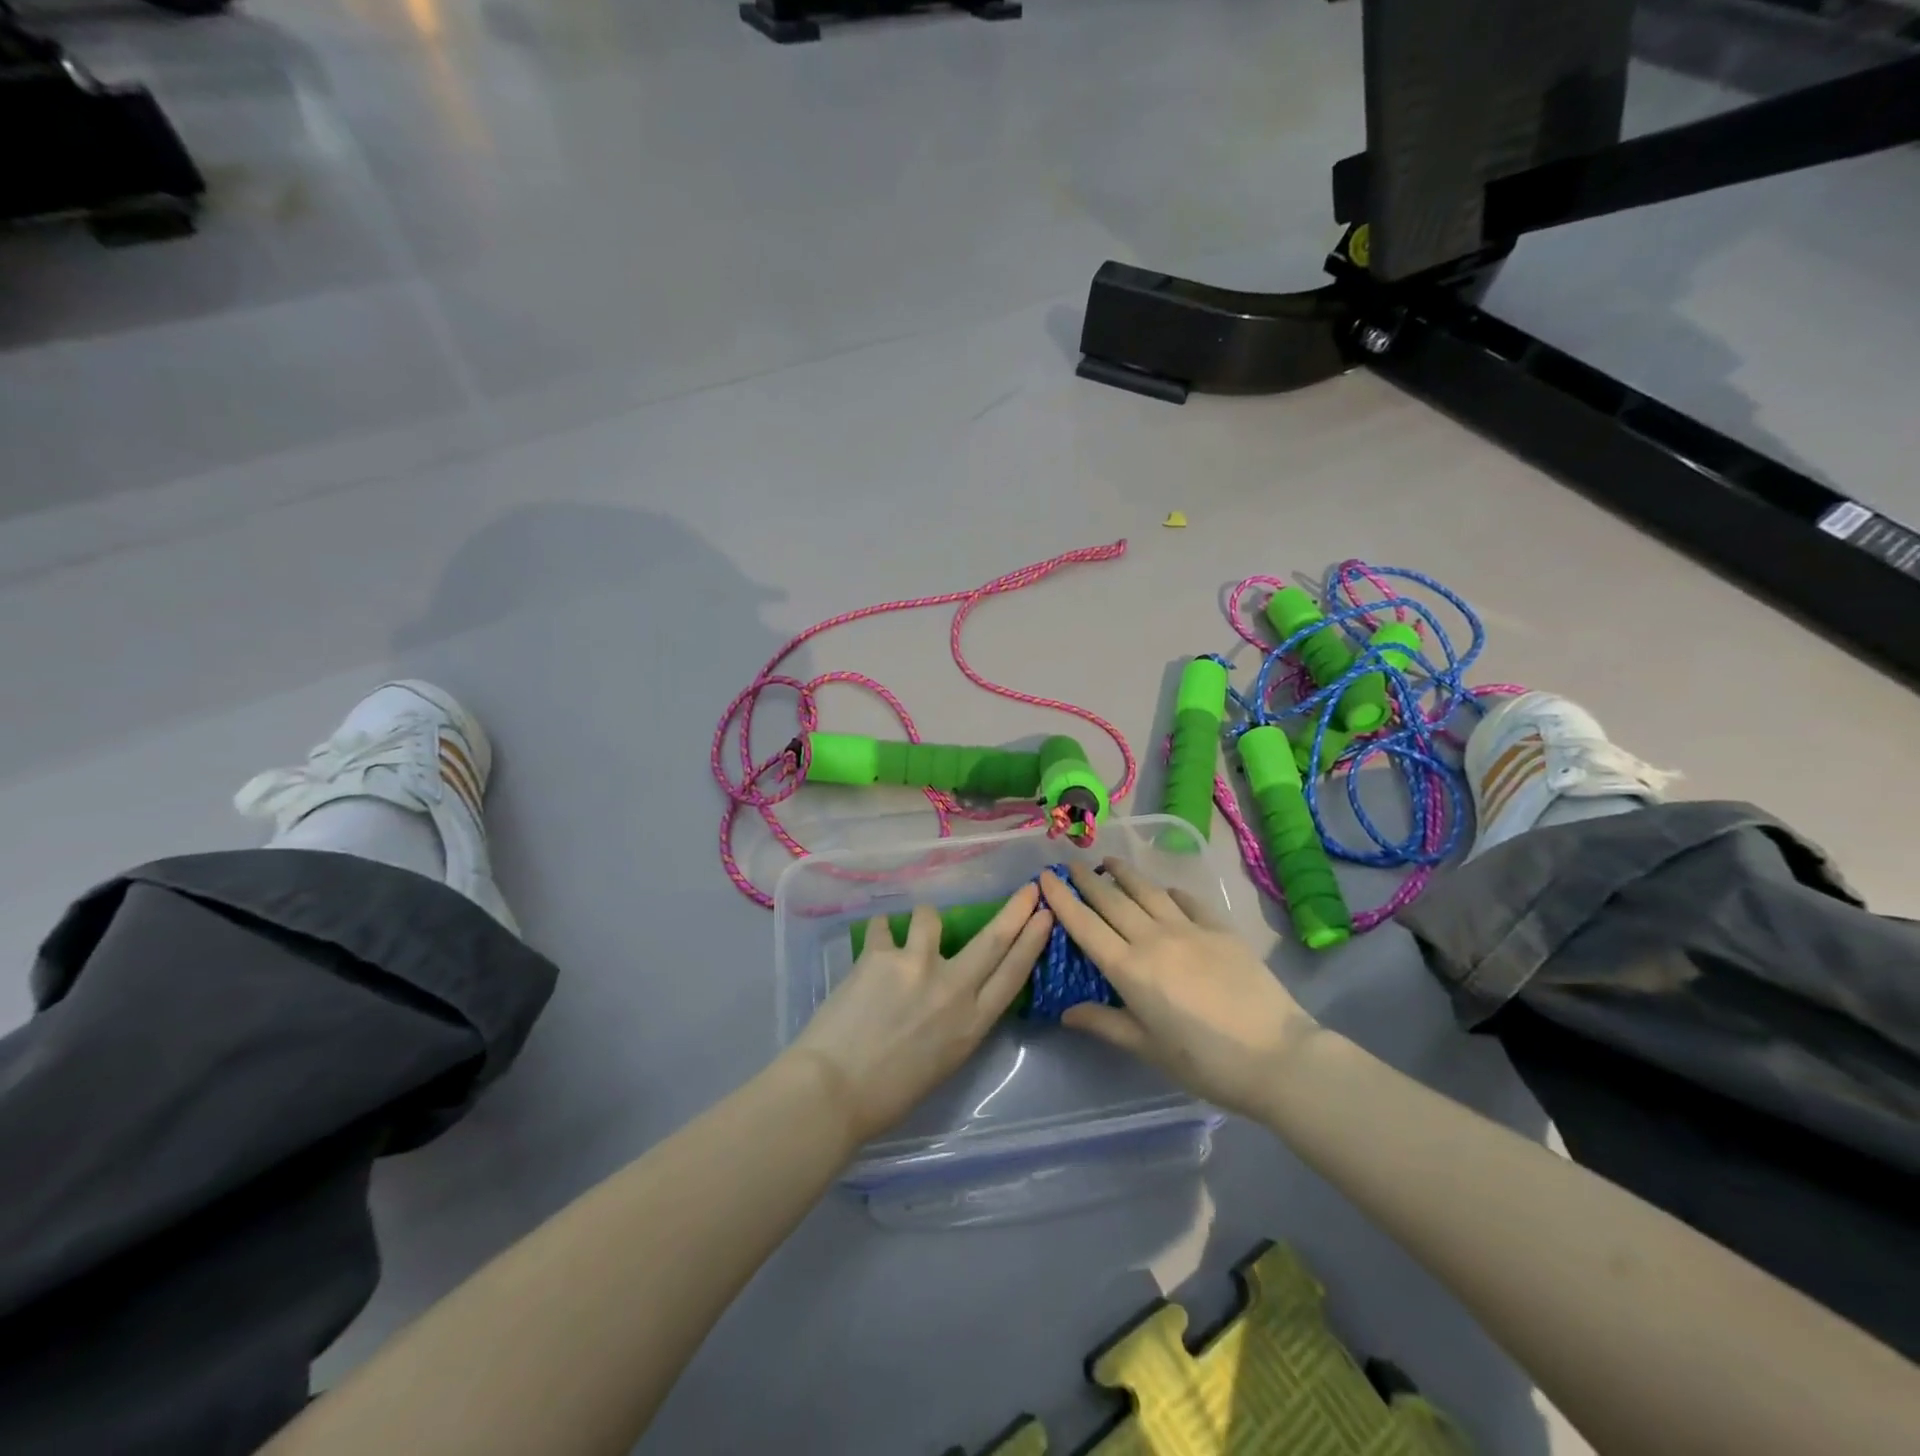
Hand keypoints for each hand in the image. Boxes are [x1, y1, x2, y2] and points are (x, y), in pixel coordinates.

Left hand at [788, 884, 1053, 1147]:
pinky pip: (884, 926)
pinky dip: (881, 932)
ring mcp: (917, 966)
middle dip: (1016, 909)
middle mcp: (953, 988)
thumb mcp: (944, 1061)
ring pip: (931, 917)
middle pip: (993, 939)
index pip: (1014, 973)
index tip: (1046, 915)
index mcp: (972, 1024)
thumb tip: (960, 989)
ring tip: (907, 935)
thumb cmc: (889, 1094)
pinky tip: (873, 945)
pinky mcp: (881, 955)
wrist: (833, 1092)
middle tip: (1029, 888)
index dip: (1032, 941)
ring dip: (923, 920)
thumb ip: (959, 1020)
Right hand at [1039, 860, 1316, 1118]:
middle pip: (1112, 900)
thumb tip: (1066, 1012)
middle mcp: (1153, 939)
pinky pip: (1187, 901)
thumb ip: (1105, 1024)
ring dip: (1124, 874)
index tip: (1046, 876)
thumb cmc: (1204, 1062)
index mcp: (1129, 969)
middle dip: (1088, 879)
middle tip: (1072, 864)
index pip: (1085, 925)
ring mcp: (1189, 929)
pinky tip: (1164, 889)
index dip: (1062, 898)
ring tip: (1110, 862)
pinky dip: (1169, 891)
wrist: (1276, 1056)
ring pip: (1147, 891)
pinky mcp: (1220, 929)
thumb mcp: (1148, 1048)